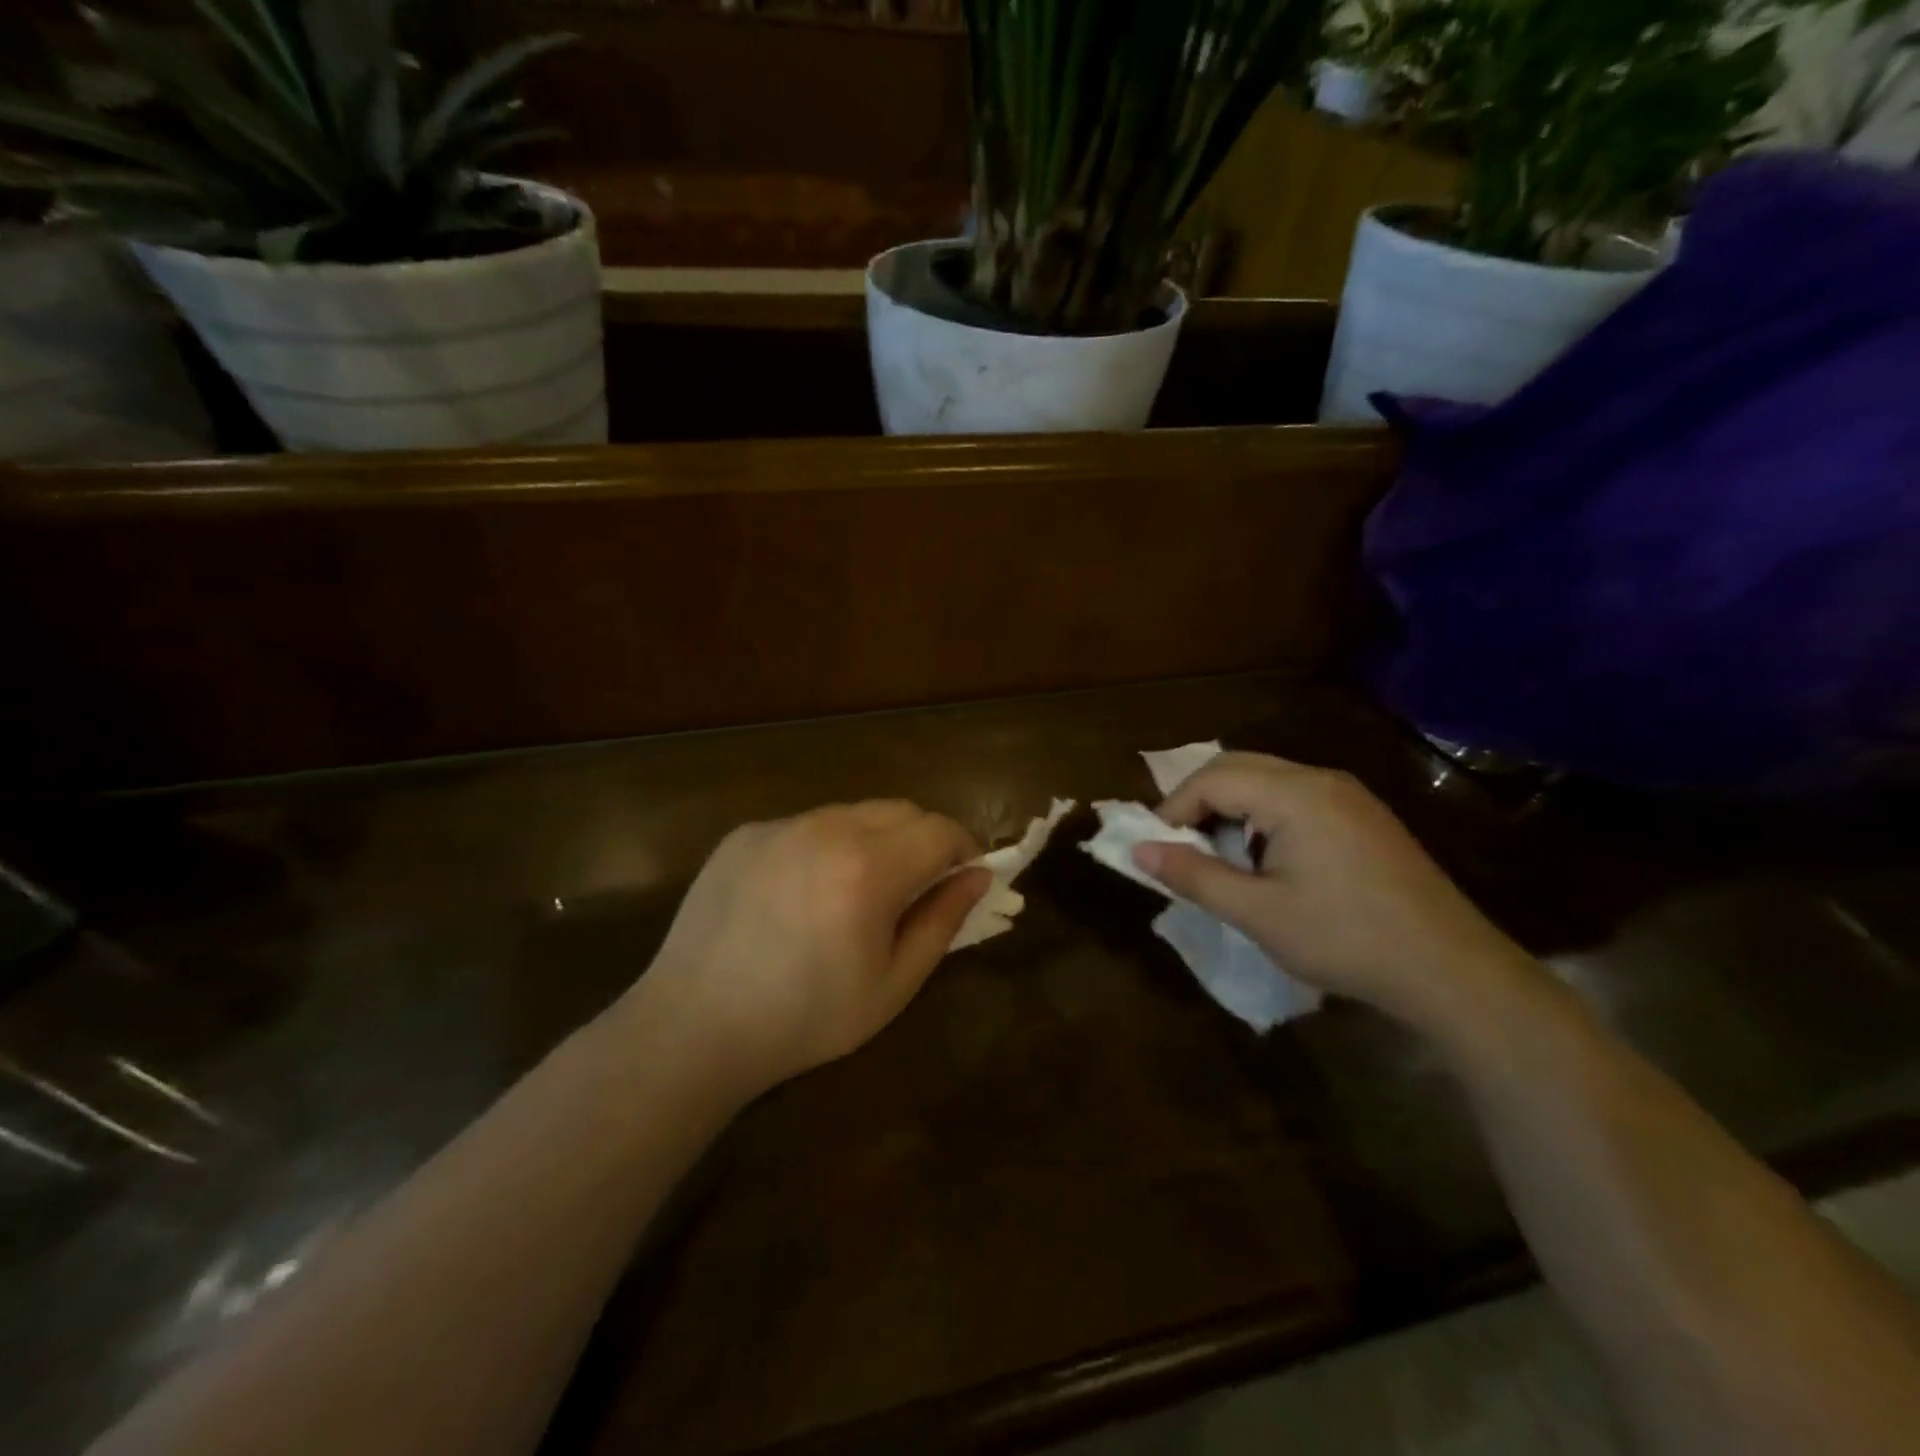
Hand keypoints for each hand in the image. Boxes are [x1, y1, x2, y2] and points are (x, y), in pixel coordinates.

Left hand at [629, 801, 989, 1094]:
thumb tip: (978, 876)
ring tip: (859, 890)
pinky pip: (807, 825)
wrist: (694, 1028)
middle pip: (902, 810)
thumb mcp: (892, 984)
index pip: (941, 830)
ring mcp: (781, 826)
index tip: (964, 879)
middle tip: (918, 886)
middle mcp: (826, 829)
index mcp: (868, 869)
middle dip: (925, 839)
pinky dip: (826, 845)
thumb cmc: (805, 1019)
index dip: (964, 849)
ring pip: (854, 812)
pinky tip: (805, 893)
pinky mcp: (746, 833)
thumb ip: (942, 921)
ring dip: (876, 839)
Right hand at [1134, 753, 1533, 1027]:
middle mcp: (1321, 780)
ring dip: (1231, 807)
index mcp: (1295, 795)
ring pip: (1267, 778)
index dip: (1174, 809)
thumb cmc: (1346, 940)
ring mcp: (1348, 795)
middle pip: (1238, 766)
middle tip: (1180, 846)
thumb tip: (1139, 850)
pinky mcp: (1363, 816)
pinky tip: (1266, 859)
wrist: (1451, 971)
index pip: (1212, 779)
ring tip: (1219, 856)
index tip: (1157, 849)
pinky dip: (1262, 815)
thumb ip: (1194, 876)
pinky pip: (1296, 796)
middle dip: (1199, 801)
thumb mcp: (1258, 913)